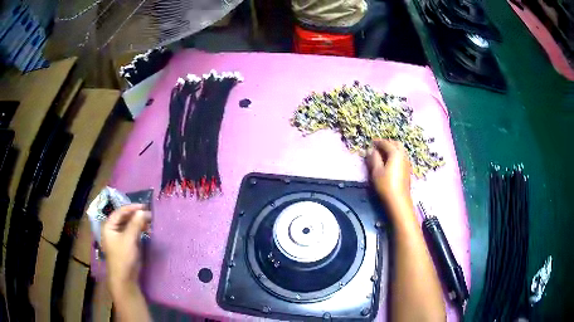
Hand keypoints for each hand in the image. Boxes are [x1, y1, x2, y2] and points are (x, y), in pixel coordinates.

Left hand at [102, 204, 150, 293]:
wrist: (125, 278)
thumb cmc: (123, 257)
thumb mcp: (129, 239)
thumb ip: (135, 224)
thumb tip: (143, 211)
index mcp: (109, 226)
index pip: (120, 212)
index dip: (131, 208)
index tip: (144, 207)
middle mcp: (113, 229)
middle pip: (124, 218)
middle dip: (136, 216)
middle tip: (148, 215)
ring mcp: (119, 237)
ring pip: (129, 225)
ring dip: (138, 223)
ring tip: (149, 223)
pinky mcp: (126, 244)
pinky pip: (132, 233)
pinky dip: (139, 230)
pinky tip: (146, 231)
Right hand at [366, 139, 412, 218]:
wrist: (398, 199)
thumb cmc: (386, 185)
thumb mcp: (376, 171)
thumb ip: (374, 159)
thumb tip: (371, 150)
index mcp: (395, 153)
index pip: (386, 143)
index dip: (378, 142)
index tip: (371, 142)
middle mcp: (403, 155)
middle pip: (396, 144)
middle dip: (388, 143)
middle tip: (379, 147)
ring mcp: (407, 162)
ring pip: (400, 150)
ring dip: (393, 149)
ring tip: (384, 154)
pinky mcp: (407, 170)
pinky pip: (402, 157)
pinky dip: (396, 155)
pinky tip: (390, 162)